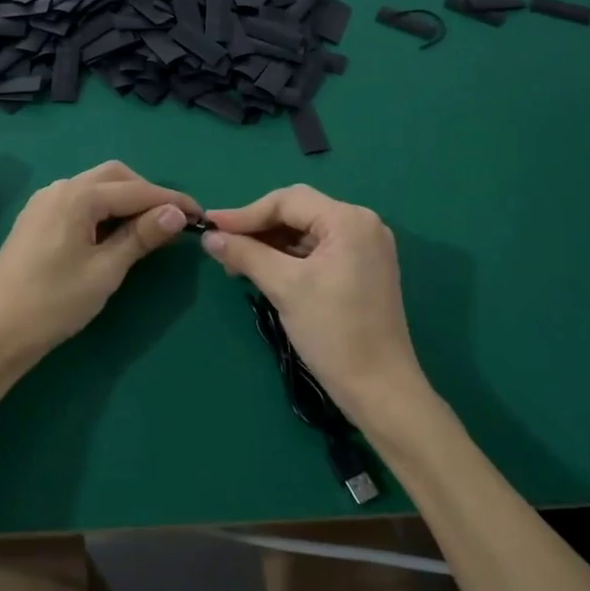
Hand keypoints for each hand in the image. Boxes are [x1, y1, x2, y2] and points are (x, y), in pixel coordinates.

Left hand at [0, 161, 196, 365]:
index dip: (172, 200)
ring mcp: (44, 202)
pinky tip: (111, 234)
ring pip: (95, 186)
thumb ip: (142, 236)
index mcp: (77, 196)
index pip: (136, 190)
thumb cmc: (55, 302)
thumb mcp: (106, 270)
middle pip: (114, 176)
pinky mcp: (36, 218)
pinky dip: (102, 209)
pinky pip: (78, 201)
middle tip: (171, 222)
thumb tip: (177, 213)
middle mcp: (59, 188)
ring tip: (146, 229)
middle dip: (147, 193)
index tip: (200, 215)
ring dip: (124, 200)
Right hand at [200, 184, 430, 429]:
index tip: (210, 226)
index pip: (288, 201)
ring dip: (271, 243)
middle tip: (222, 245)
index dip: (245, 213)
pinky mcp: (363, 269)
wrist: (380, 389)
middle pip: (298, 212)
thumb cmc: (333, 332)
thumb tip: (210, 237)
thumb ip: (246, 255)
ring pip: (306, 232)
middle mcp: (362, 224)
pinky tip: (264, 269)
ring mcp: (366, 247)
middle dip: (258, 227)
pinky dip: (289, 257)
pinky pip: (318, 250)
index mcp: (349, 220)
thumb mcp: (285, 288)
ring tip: (236, 262)